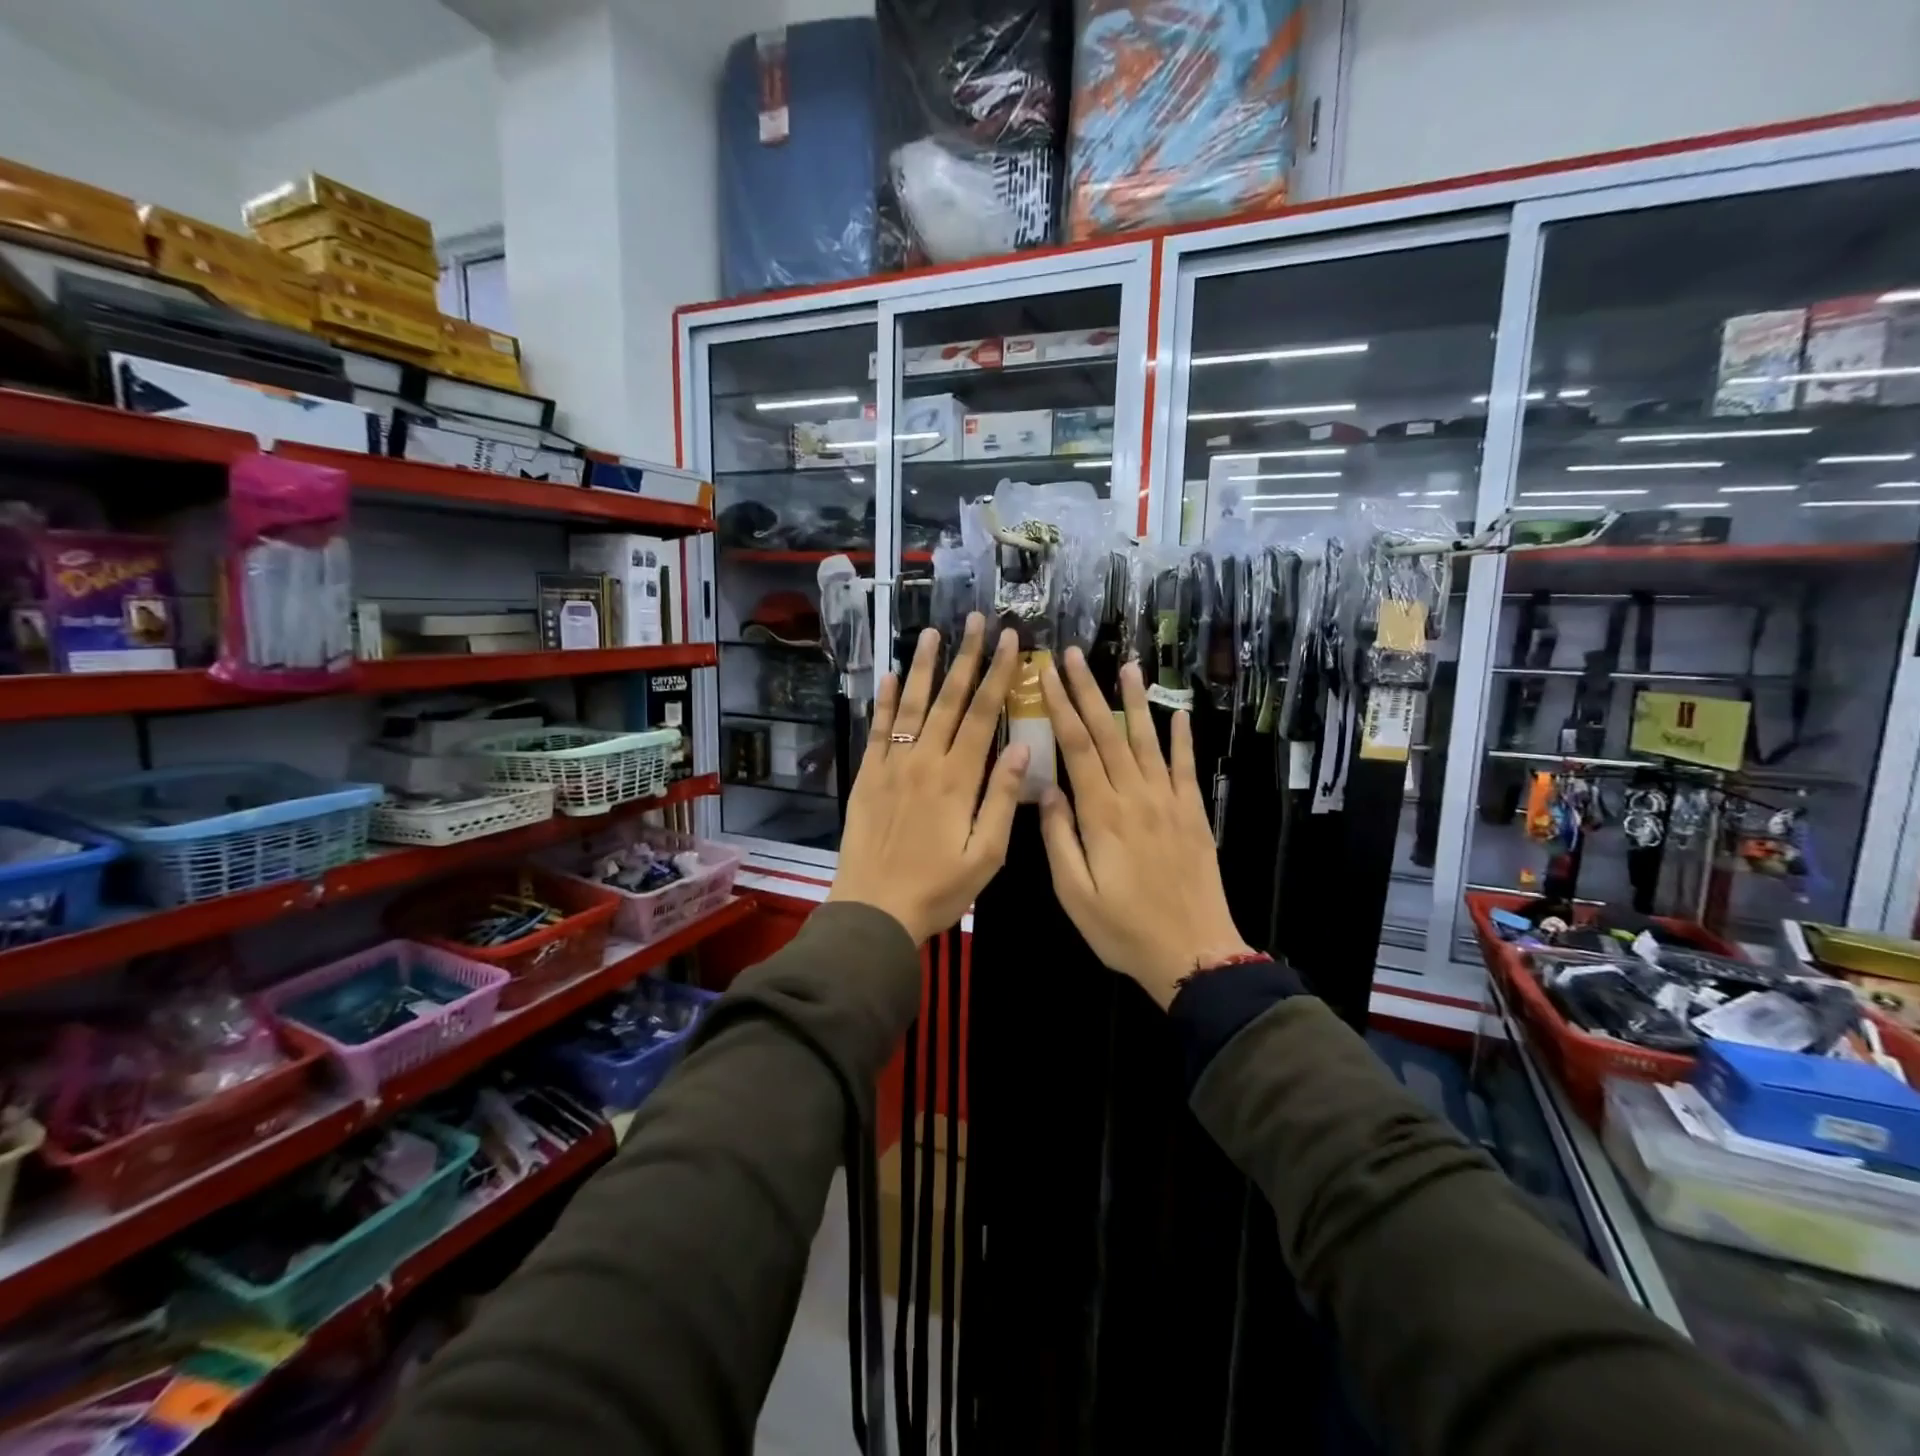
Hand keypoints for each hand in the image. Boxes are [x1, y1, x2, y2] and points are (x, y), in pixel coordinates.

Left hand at [829, 614, 1028, 944]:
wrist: (873, 910)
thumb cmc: (938, 888)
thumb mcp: (986, 854)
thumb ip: (1003, 798)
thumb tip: (1021, 746)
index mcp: (959, 778)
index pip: (984, 714)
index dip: (999, 674)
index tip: (1010, 641)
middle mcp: (925, 760)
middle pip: (950, 699)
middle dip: (967, 657)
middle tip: (976, 620)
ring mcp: (892, 765)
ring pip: (911, 705)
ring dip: (926, 667)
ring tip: (934, 633)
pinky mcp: (867, 776)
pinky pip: (878, 729)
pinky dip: (884, 700)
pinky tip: (890, 676)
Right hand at [1036, 648, 1252, 1007]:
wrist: (1194, 953)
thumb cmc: (1123, 929)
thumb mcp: (1074, 894)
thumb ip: (1058, 838)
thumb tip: (1046, 788)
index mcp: (1102, 815)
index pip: (1077, 747)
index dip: (1061, 707)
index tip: (1046, 675)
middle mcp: (1136, 797)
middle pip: (1108, 732)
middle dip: (1088, 690)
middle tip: (1073, 655)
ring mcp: (1169, 802)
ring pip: (1148, 740)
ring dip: (1135, 700)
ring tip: (1126, 664)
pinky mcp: (1193, 814)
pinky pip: (1186, 767)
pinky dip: (1182, 738)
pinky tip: (1179, 713)